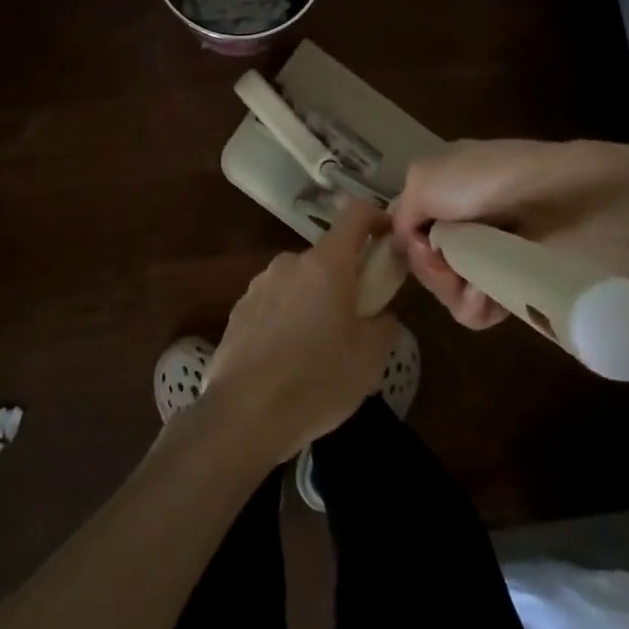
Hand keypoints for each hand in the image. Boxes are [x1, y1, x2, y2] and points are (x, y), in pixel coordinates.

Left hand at [202, 199, 400, 461]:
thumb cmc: (317, 381)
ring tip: (319, 351)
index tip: (390, 240)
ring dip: (314, 302)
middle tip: (356, 322)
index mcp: (325, 264)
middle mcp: (289, 263)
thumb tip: (380, 314)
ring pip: (299, 282)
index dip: (377, 218)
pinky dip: (288, 320)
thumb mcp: (370, 358)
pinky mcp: (238, 311)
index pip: (355, 213)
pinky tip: (288, 362)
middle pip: (327, 257)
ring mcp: (258, 285)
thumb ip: (384, 323)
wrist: (244, 416)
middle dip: (345, 280)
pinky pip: (274, 305)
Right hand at [391, 138, 628, 329]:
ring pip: (449, 287)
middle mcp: (468, 216)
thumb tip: (411, 247)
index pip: (410, 222)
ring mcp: (494, 252)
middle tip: (448, 266)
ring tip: (473, 288)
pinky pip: (477, 308)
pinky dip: (474, 306)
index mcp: (447, 182)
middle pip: (427, 258)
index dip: (407, 240)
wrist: (573, 204)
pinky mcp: (518, 284)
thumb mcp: (426, 178)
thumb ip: (402, 211)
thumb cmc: (490, 181)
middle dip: (430, 268)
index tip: (415, 248)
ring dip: (452, 290)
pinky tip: (484, 300)